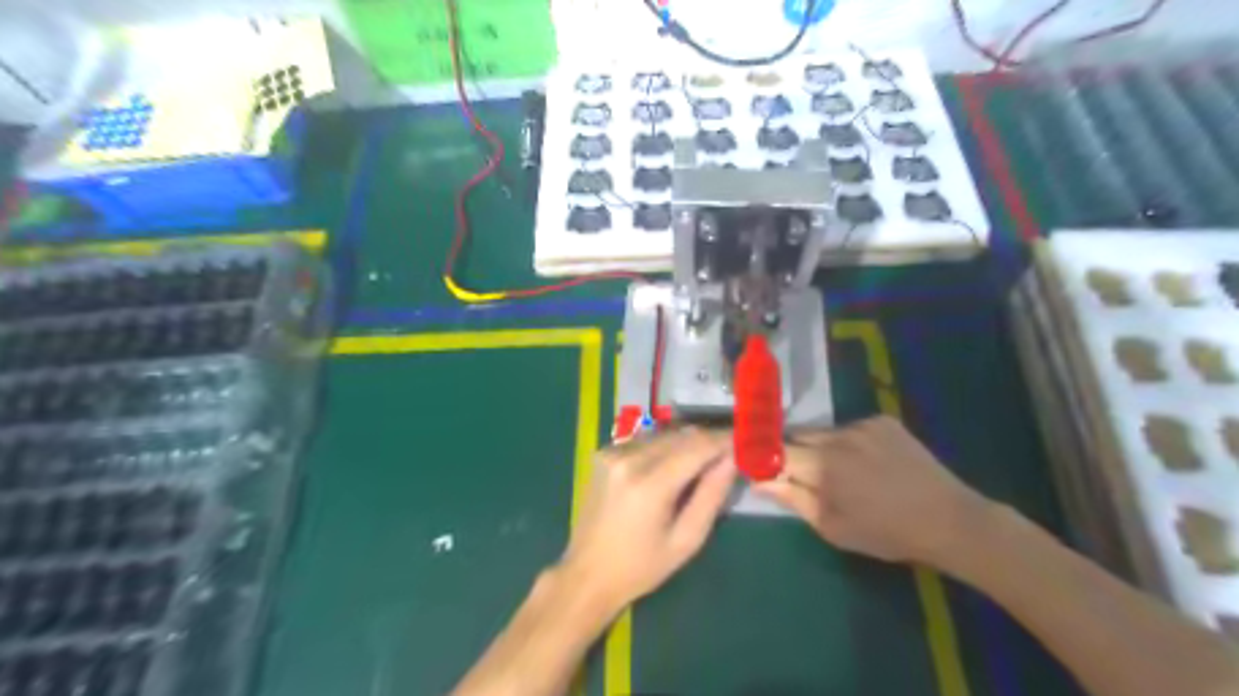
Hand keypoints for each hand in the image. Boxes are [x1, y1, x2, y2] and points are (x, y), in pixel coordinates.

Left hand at [558, 428, 732, 614]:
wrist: (587, 574)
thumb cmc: (641, 567)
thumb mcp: (685, 540)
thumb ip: (711, 496)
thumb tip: (731, 461)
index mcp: (649, 484)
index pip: (697, 447)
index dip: (724, 441)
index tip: (744, 442)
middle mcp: (628, 459)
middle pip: (680, 436)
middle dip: (707, 441)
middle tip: (729, 453)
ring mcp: (612, 453)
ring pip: (663, 434)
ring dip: (686, 443)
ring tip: (704, 460)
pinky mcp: (603, 454)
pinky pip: (644, 440)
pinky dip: (664, 447)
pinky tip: (671, 466)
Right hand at [749, 416, 992, 567]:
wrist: (949, 520)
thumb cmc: (886, 533)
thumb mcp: (832, 527)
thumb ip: (793, 499)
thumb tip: (759, 480)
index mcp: (823, 465)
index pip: (775, 450)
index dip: (761, 454)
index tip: (755, 463)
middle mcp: (838, 436)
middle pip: (798, 436)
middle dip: (792, 453)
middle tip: (802, 476)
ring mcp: (863, 424)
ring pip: (825, 432)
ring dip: (822, 448)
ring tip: (843, 473)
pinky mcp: (883, 421)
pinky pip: (851, 428)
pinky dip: (849, 443)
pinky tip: (869, 463)